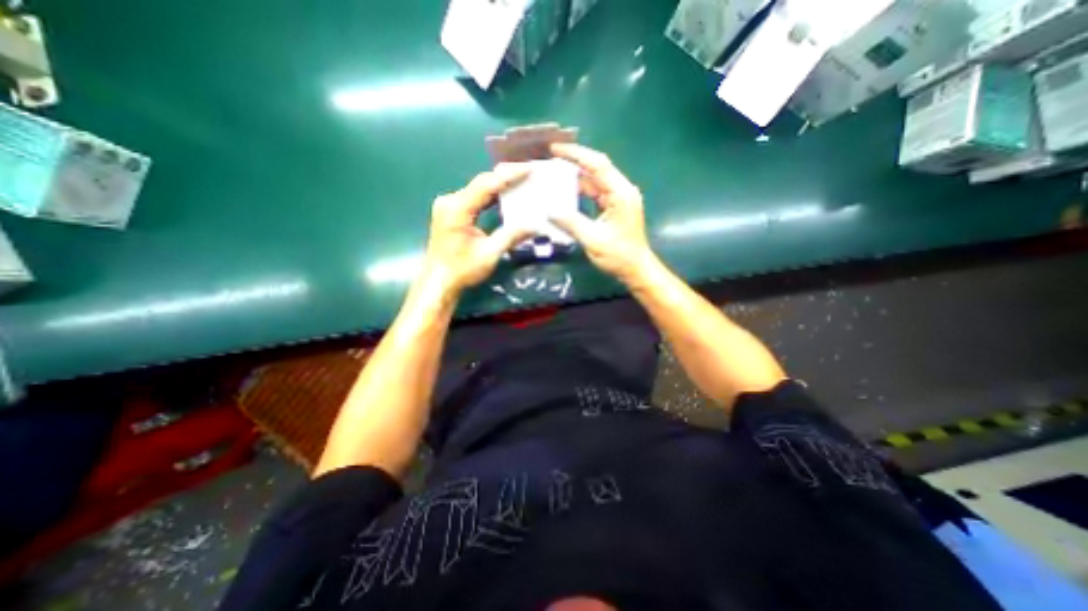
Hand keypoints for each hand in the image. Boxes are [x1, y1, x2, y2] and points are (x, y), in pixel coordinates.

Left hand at [418, 165, 534, 293]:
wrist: (438, 282)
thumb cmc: (461, 270)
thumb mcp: (489, 254)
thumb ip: (511, 236)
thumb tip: (536, 225)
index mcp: (457, 208)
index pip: (487, 184)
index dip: (509, 175)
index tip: (529, 169)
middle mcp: (450, 201)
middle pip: (481, 182)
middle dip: (506, 176)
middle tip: (529, 172)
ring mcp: (449, 205)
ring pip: (478, 189)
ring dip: (499, 185)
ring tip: (522, 180)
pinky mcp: (451, 212)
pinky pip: (474, 198)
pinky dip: (491, 196)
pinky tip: (506, 194)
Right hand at [550, 142, 658, 283]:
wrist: (636, 269)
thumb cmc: (618, 255)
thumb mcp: (592, 240)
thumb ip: (570, 223)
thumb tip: (548, 211)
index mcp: (620, 193)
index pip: (598, 165)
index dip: (576, 154)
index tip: (555, 149)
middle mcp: (622, 190)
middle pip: (598, 168)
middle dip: (575, 161)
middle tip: (552, 158)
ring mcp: (619, 198)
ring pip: (596, 180)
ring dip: (578, 176)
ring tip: (555, 173)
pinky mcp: (616, 207)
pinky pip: (597, 192)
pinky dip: (582, 190)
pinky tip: (567, 191)